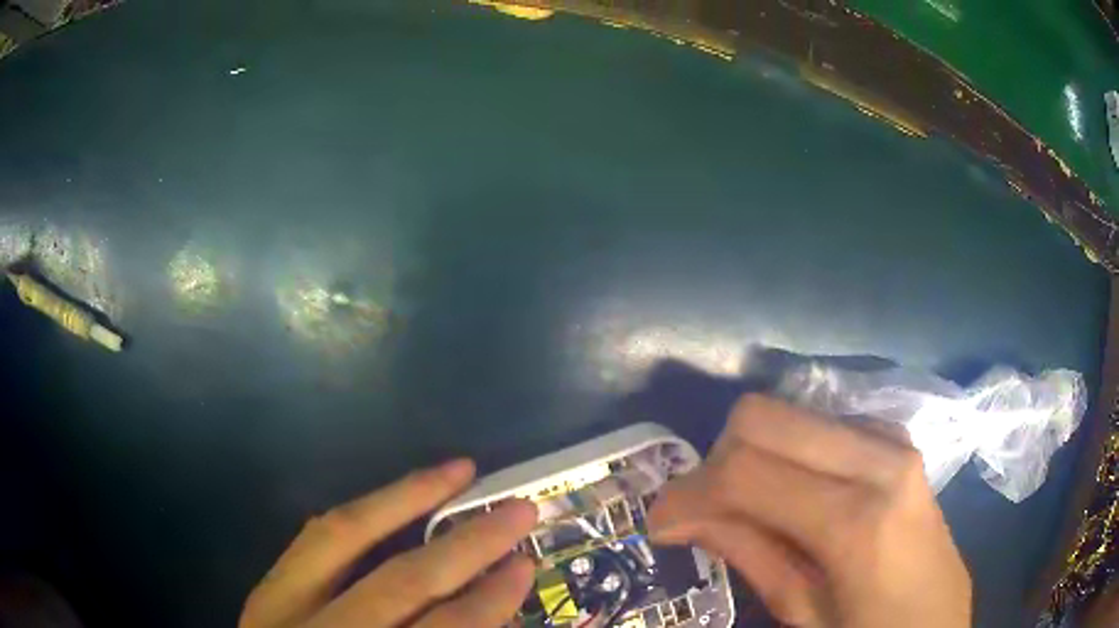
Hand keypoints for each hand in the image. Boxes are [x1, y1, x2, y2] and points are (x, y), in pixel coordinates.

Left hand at [240, 459, 537, 627]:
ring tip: (456, 470)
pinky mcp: (264, 592)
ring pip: (341, 537)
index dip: (487, 601)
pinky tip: (387, 498)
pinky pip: (311, 538)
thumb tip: (490, 615)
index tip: (524, 568)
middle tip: (518, 510)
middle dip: (466, 545)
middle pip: (397, 583)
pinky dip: (357, 514)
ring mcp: (280, 608)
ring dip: (404, 499)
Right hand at [648, 395, 971, 627]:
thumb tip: (678, 517)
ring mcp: (894, 442)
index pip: (745, 472)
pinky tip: (794, 496)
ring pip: (790, 412)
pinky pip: (823, 425)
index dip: (687, 493)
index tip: (660, 523)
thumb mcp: (802, 613)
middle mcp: (879, 460)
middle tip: (705, 512)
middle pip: (763, 417)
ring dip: (752, 454)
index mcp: (857, 521)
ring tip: (747, 506)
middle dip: (715, 461)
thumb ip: (747, 552)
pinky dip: (790, 452)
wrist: (938, 619)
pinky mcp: (898, 440)